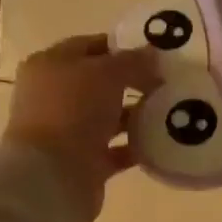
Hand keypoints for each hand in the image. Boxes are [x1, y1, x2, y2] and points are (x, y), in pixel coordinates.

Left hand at [5, 34, 159, 220]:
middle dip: (133, 81)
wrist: (52, 175)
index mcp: (50, 65)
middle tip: (167, 82)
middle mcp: (55, 95)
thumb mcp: (106, 73)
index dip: (122, 46)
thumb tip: (154, 54)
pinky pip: (116, 148)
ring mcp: (67, 130)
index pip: (90, 46)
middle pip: (100, 82)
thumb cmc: (73, 110)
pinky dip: (136, 145)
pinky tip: (162, 140)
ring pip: (108, 116)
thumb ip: (133, 61)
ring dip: (136, 114)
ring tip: (171, 110)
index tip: (155, 53)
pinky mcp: (82, 161)